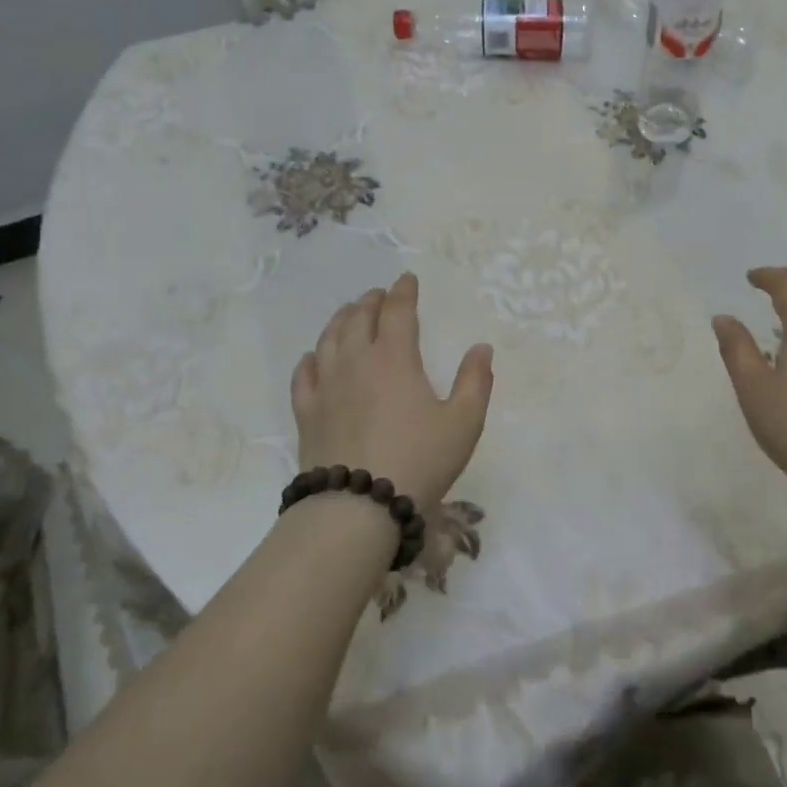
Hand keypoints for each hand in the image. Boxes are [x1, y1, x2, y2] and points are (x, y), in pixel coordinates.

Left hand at [291, 273, 493, 510]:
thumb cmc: (420, 460)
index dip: (403, 292)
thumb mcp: (464, 422)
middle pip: (358, 318)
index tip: (407, 280)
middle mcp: (356, 361)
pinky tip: (316, 357)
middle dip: (371, 301)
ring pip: (329, 338)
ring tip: (350, 313)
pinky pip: (305, 373)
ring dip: (341, 320)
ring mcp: (326, 385)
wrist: (358, 506)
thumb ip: (475, 381)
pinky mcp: (307, 412)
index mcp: (394, 358)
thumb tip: (481, 348)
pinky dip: (312, 357)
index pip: (397, 311)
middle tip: (379, 295)